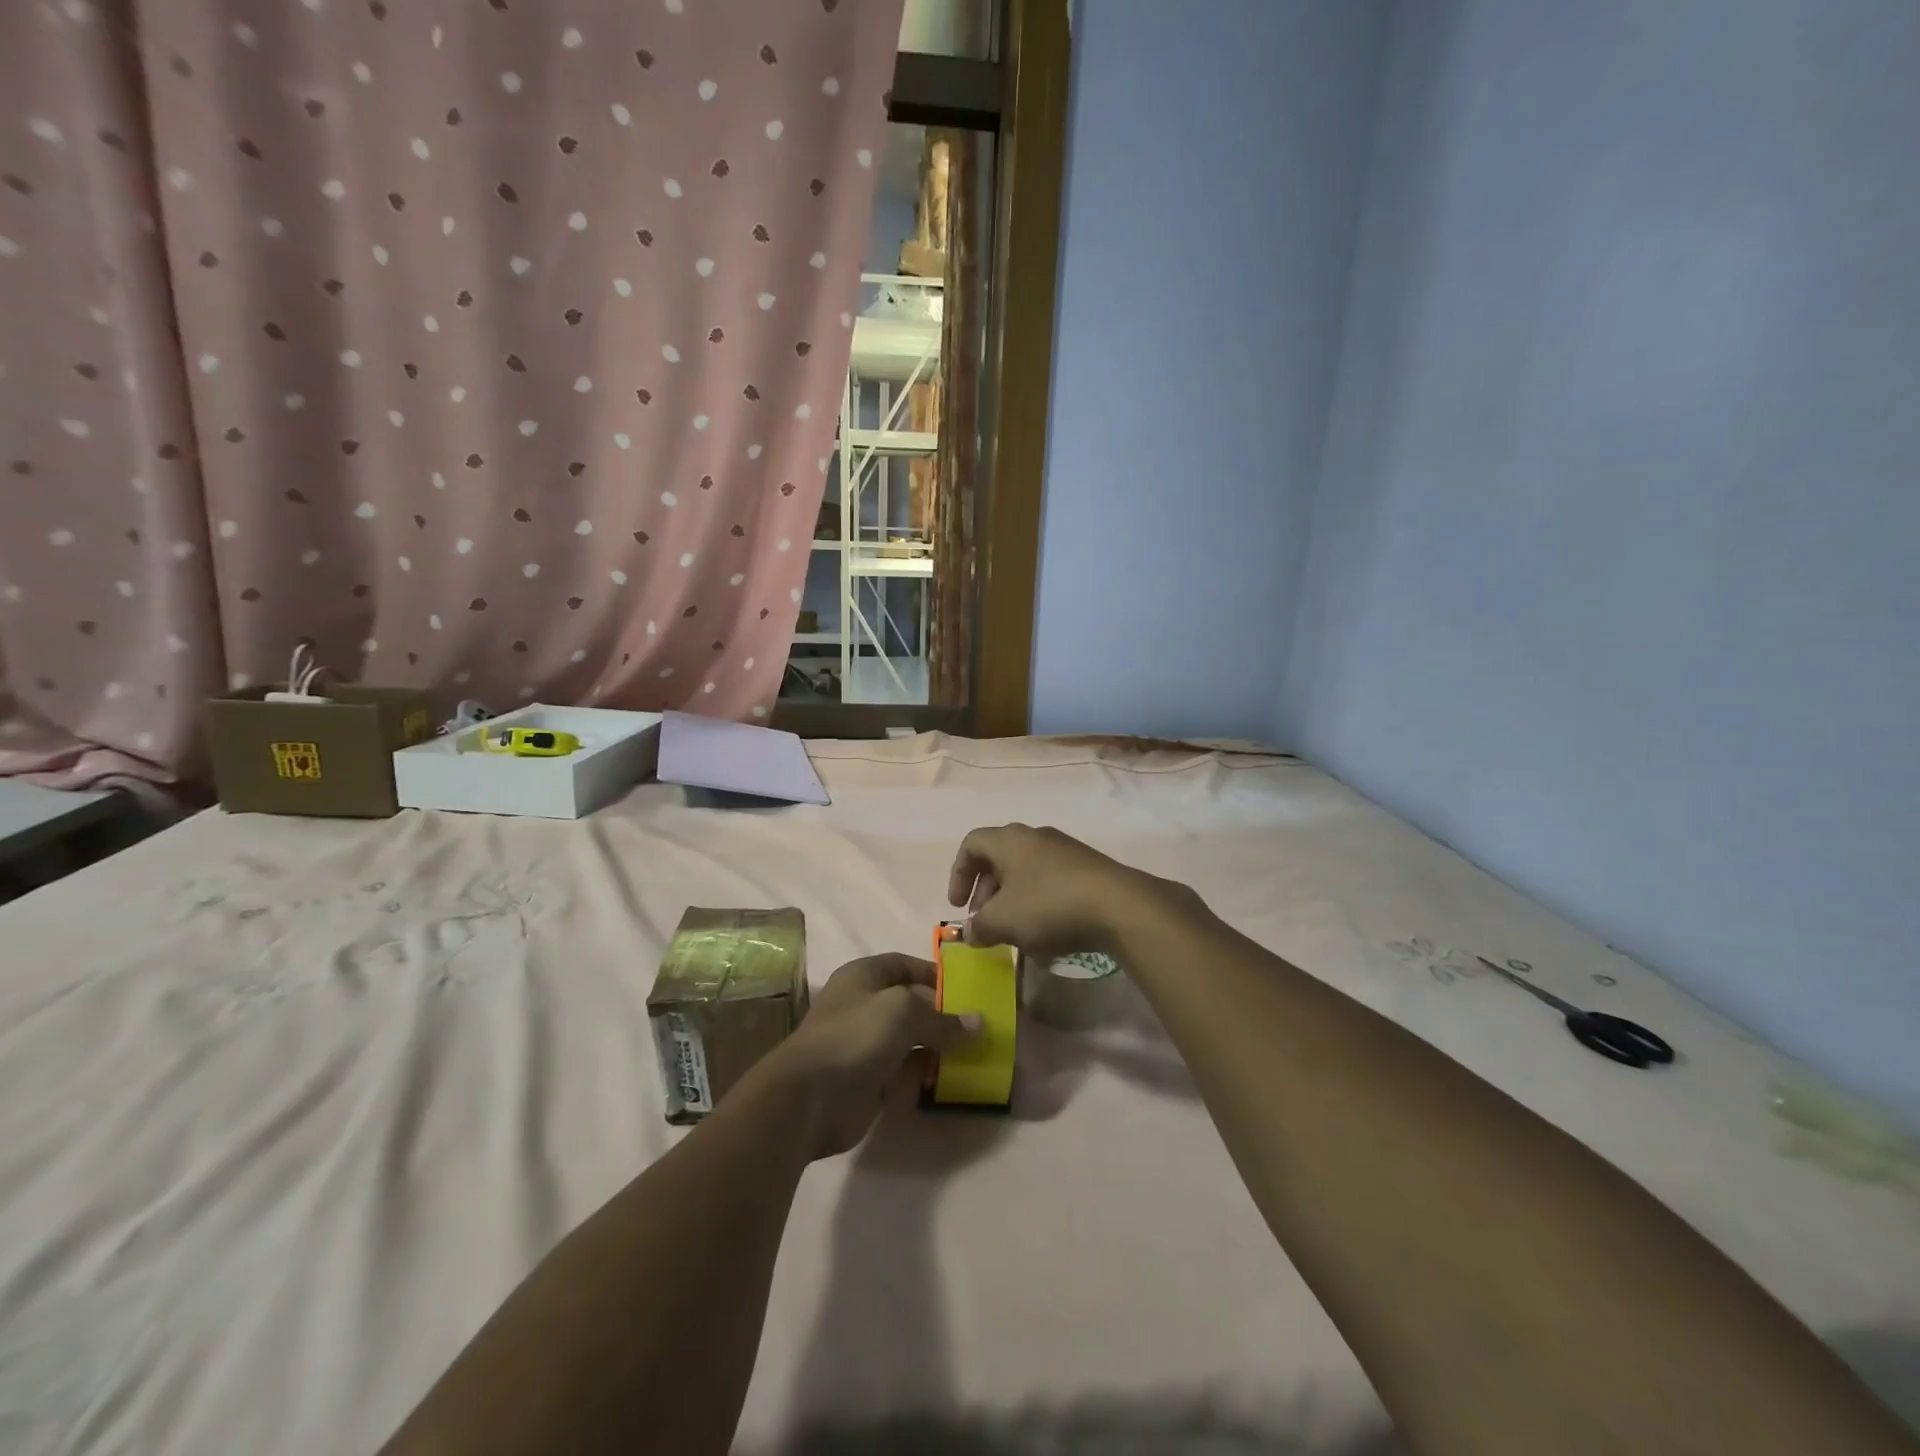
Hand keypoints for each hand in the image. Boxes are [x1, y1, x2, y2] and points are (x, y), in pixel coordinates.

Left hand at [762, 954, 978, 1159]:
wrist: (809, 1098)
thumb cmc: (854, 1036)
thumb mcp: (904, 1013)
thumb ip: (943, 1019)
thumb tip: (979, 1024)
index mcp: (864, 976)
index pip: (904, 965)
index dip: (933, 973)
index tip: (966, 988)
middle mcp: (864, 1006)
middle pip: (911, 1004)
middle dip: (942, 1013)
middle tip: (979, 1024)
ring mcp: (866, 1045)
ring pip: (911, 1040)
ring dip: (938, 1046)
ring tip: (976, 1052)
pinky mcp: (870, 1080)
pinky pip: (905, 1072)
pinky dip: (926, 1074)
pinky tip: (952, 1078)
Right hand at [946, 824, 1196, 957]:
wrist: (1119, 906)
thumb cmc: (1049, 906)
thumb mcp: (1003, 921)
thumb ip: (979, 926)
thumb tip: (971, 932)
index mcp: (1009, 839)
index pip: (971, 844)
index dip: (958, 874)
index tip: (958, 906)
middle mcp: (1036, 836)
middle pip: (998, 858)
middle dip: (985, 892)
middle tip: (984, 922)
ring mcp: (1065, 850)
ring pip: (1025, 871)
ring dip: (1011, 899)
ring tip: (1014, 931)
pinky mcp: (1088, 868)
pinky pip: (1050, 880)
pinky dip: (1038, 901)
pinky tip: (1046, 930)